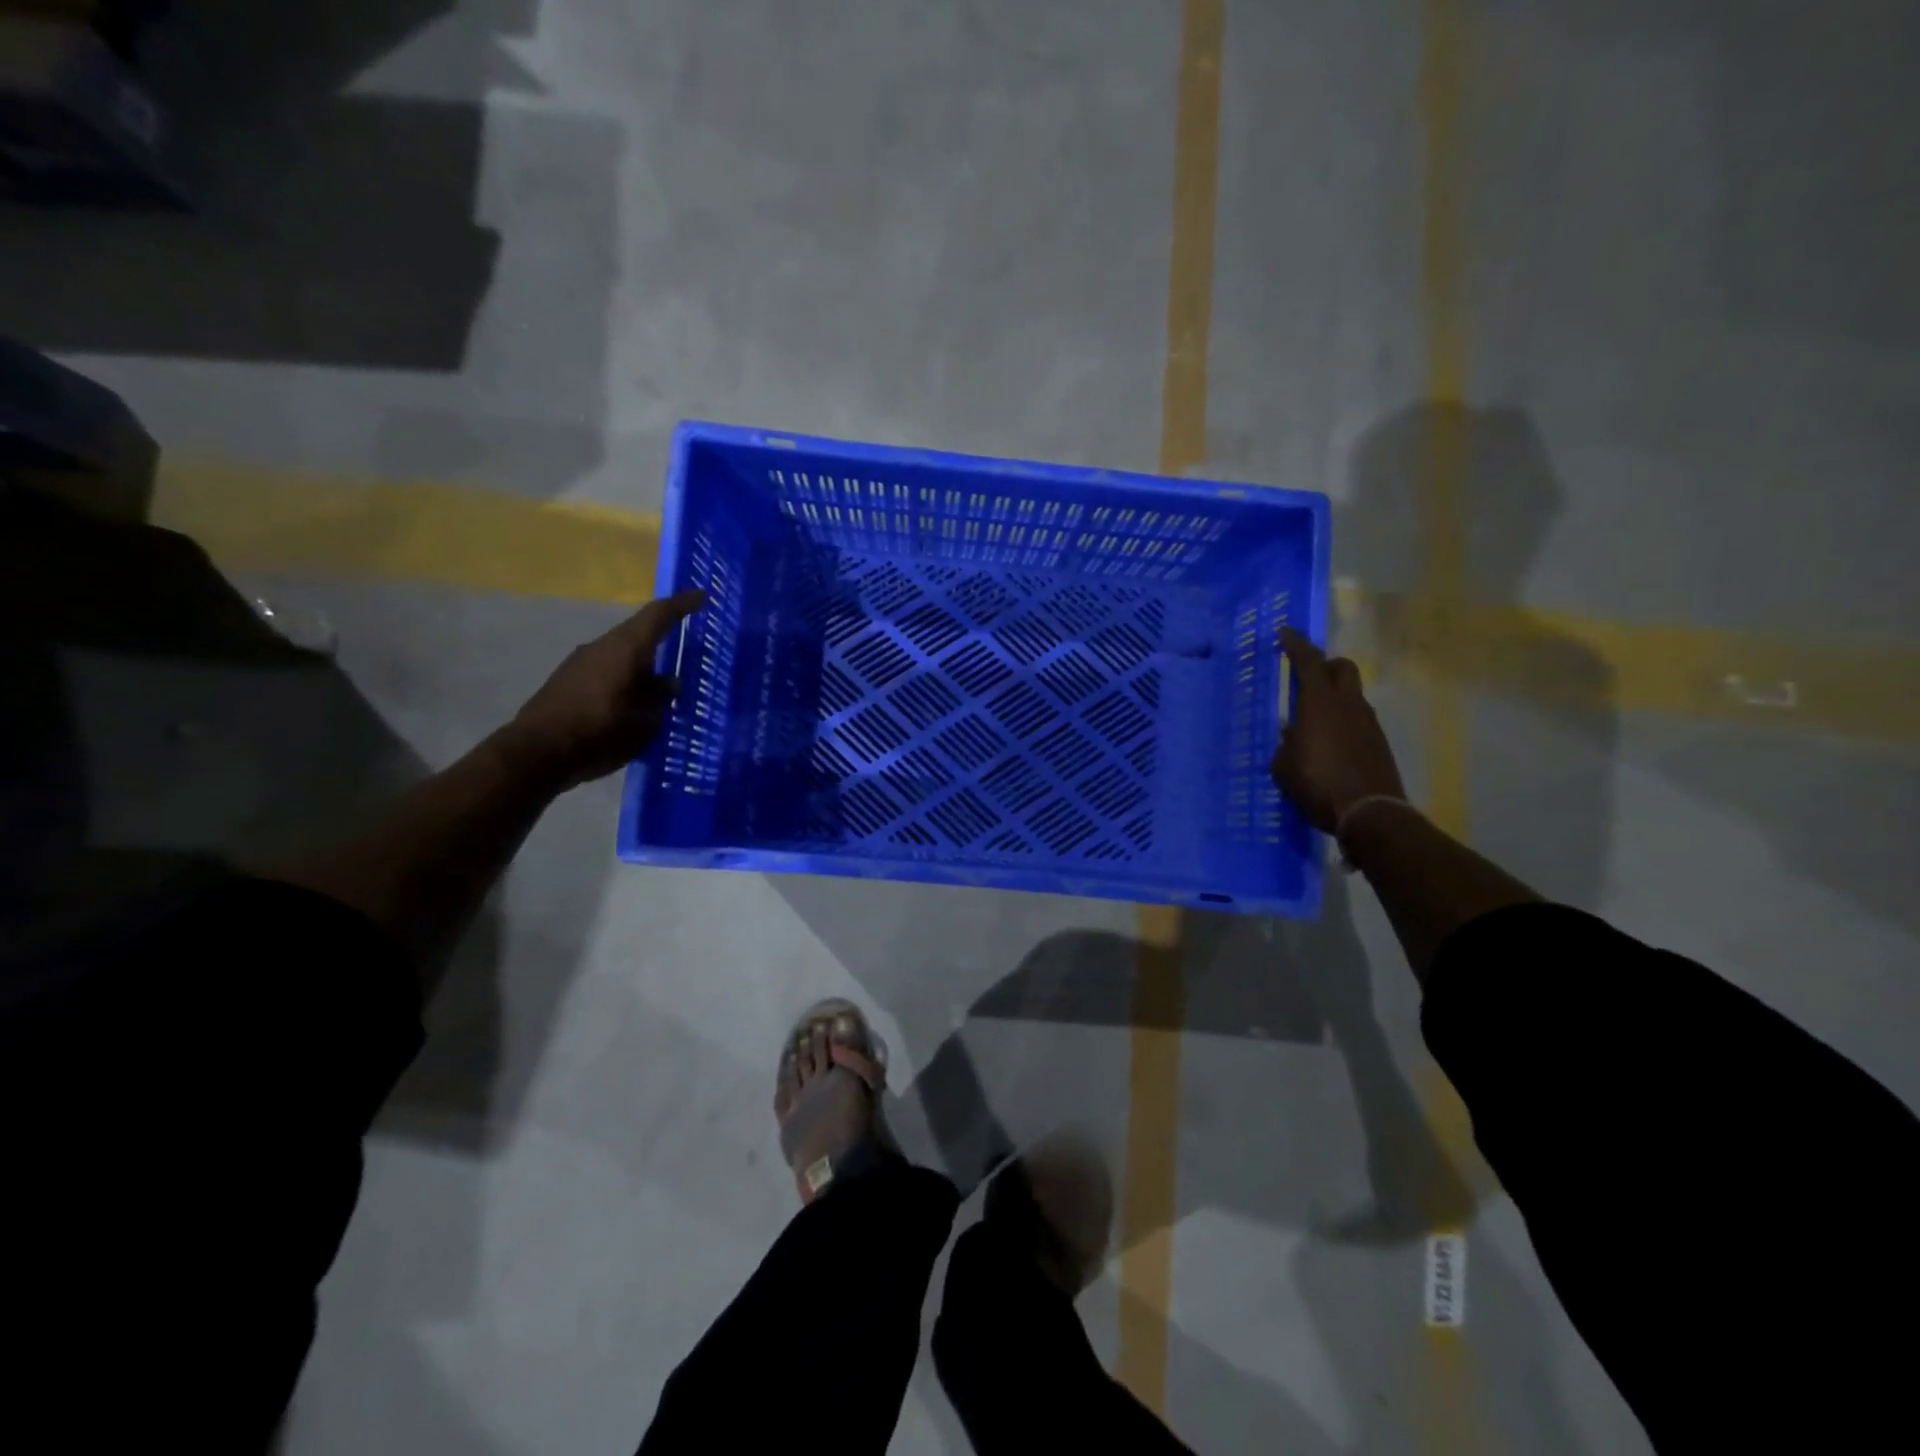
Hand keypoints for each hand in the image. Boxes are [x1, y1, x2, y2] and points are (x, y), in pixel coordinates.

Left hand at [497, 590, 704, 789]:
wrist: (538, 753)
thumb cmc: (601, 731)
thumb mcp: (645, 720)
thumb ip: (661, 697)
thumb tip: (669, 683)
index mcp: (626, 648)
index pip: (658, 615)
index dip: (681, 604)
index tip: (701, 595)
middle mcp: (601, 647)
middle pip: (638, 635)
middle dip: (662, 641)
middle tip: (685, 652)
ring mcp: (580, 663)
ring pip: (621, 656)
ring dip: (641, 667)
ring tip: (660, 688)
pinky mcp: (567, 682)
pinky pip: (606, 673)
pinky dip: (624, 682)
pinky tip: (631, 705)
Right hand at [1271, 626, 1405, 833]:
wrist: (1369, 813)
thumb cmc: (1316, 784)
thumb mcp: (1283, 766)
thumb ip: (1287, 744)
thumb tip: (1294, 735)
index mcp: (1320, 704)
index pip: (1307, 662)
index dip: (1295, 644)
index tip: (1285, 632)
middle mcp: (1348, 705)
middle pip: (1342, 667)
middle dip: (1325, 664)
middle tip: (1308, 675)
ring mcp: (1368, 723)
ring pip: (1352, 695)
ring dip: (1335, 697)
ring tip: (1314, 721)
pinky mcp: (1379, 743)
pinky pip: (1358, 720)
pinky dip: (1343, 723)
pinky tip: (1330, 745)